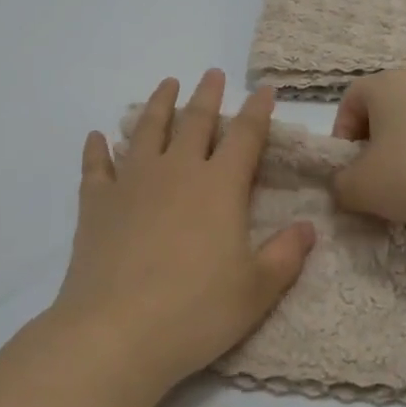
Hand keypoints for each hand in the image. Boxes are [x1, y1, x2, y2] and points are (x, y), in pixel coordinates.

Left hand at [53, 70, 315, 394]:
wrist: (116, 332)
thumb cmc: (196, 311)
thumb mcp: (257, 290)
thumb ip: (286, 255)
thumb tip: (308, 227)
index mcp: (220, 187)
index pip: (245, 137)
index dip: (258, 111)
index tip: (265, 90)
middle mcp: (177, 172)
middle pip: (195, 122)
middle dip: (207, 96)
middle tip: (212, 74)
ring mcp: (132, 184)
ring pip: (147, 131)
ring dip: (159, 105)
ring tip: (167, 84)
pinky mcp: (96, 204)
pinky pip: (96, 167)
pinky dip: (96, 149)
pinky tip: (96, 137)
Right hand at [331, 69, 405, 235]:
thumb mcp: (361, 188)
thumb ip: (339, 184)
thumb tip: (345, 185)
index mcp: (385, 83)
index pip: (349, 101)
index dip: (342, 136)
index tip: (349, 170)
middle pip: (382, 111)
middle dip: (372, 147)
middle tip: (375, 182)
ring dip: (403, 154)